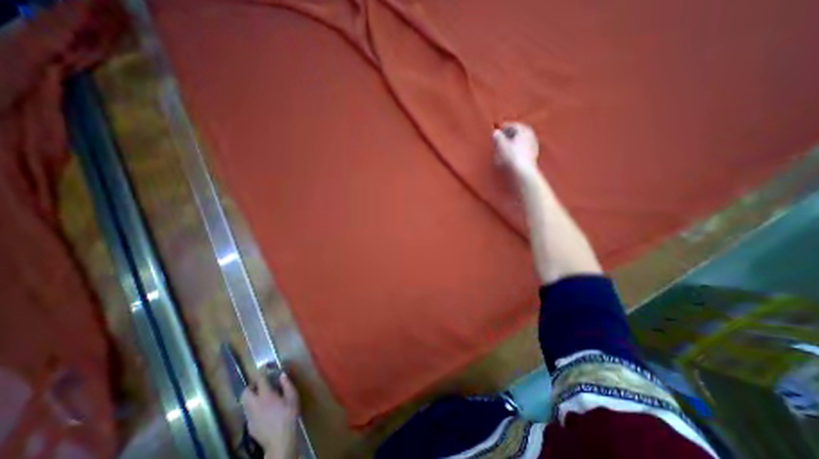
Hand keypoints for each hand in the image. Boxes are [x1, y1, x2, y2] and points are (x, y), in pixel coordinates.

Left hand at [240, 373, 300, 458]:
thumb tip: (282, 375)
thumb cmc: (289, 415)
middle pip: (245, 392)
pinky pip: (248, 412)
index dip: (262, 372)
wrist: (280, 440)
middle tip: (259, 383)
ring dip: (250, 396)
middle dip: (250, 386)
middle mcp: (254, 405)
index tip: (264, 367)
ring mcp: (250, 416)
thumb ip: (287, 384)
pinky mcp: (249, 426)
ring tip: (261, 395)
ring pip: (244, 403)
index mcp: (266, 396)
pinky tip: (262, 410)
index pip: (260, 380)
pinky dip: (253, 407)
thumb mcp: (292, 397)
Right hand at [488, 121, 541, 177]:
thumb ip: (497, 137)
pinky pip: (522, 150)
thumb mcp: (501, 145)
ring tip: (503, 148)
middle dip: (508, 135)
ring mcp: (533, 147)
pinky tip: (509, 156)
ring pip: (520, 142)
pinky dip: (515, 150)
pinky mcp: (532, 157)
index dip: (504, 127)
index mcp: (524, 131)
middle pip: (518, 134)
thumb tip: (495, 133)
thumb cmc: (511, 156)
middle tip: (500, 139)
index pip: (513, 125)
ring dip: (512, 143)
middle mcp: (531, 137)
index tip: (497, 130)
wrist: (522, 172)